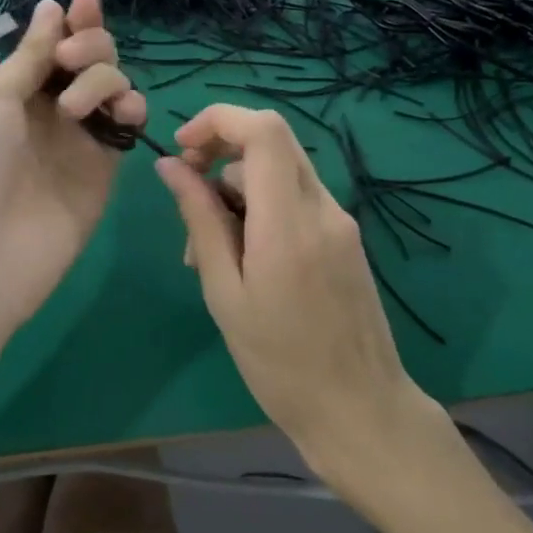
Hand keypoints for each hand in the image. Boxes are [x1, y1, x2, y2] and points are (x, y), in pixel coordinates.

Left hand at [0, 0, 144, 348]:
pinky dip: (132, 108)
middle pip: (90, 60)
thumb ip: (31, 55)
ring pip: (114, 87)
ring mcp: (81, 140)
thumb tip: (52, 7)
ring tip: (77, 105)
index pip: (54, 46)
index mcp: (16, 90)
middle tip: (71, 60)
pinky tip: (122, 112)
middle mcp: (51, 110)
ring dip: (105, 77)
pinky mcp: (106, 169)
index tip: (84, 2)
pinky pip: (129, 127)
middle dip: (90, 44)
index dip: (73, 22)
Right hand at [155, 105, 418, 458]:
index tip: (183, 150)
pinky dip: (261, 207)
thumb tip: (170, 166)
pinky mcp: (344, 237)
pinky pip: (295, 198)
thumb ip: (200, 221)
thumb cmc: (281, 364)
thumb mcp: (226, 293)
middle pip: (272, 140)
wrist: (362, 411)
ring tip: (206, 250)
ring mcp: (339, 221)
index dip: (217, 121)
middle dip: (221, 150)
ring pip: (279, 170)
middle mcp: (322, 208)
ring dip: (236, 187)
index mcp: (289, 222)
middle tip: (188, 193)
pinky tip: (242, 256)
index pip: (263, 129)